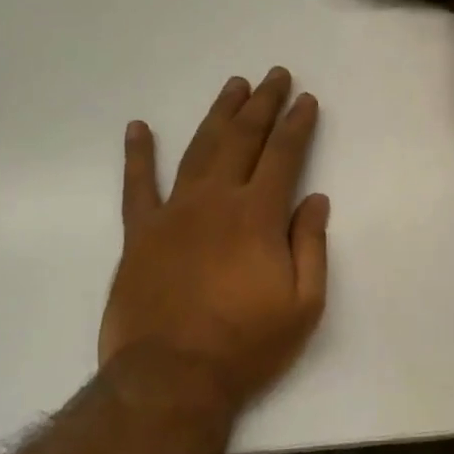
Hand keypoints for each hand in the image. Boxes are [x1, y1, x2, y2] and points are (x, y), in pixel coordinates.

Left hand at [99, 68, 329, 411]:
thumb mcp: (303, 305)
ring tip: (233, 86)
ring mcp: (173, 212)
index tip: (306, 99)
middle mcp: (216, 200)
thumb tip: (316, 199)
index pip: (283, 155)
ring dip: (218, 114)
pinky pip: (137, 186)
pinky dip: (138, 155)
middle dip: (262, 103)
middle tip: (274, 75)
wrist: (171, 378)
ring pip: (199, 149)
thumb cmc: (246, 346)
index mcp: (258, 215)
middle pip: (242, 139)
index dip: (297, 124)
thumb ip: (311, 246)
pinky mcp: (140, 233)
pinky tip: (138, 128)